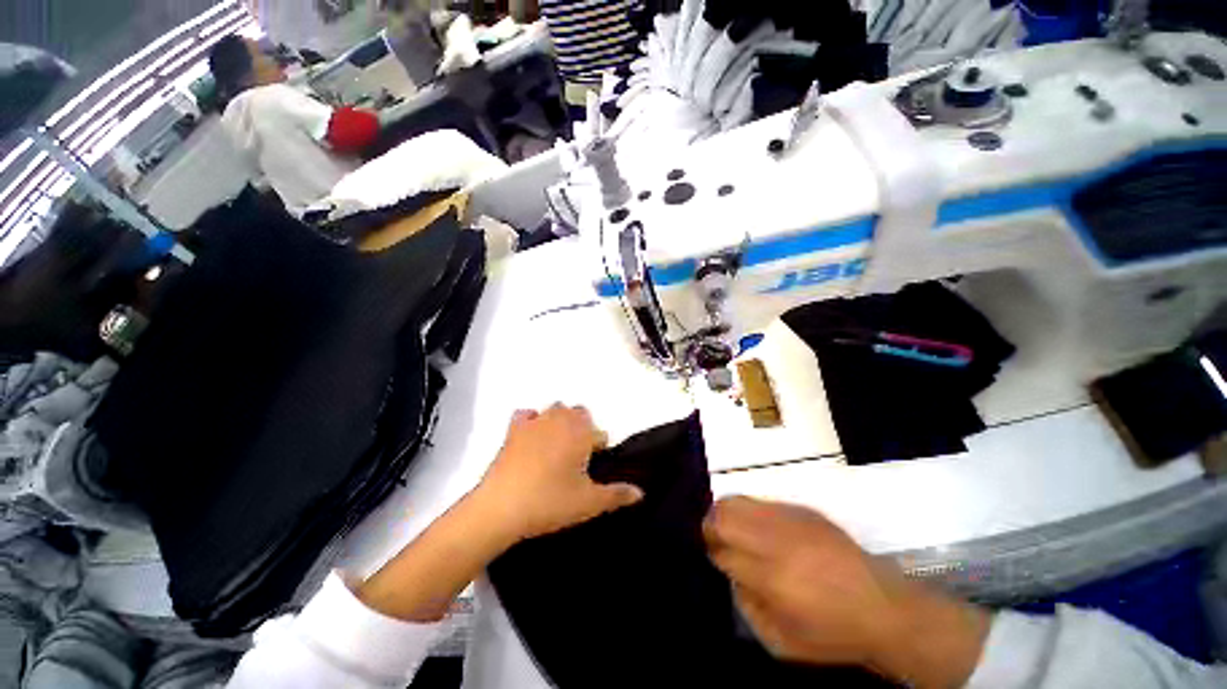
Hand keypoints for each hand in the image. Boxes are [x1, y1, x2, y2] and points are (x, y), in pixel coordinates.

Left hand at [475, 404, 643, 541]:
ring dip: (561, 421)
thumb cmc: (550, 502)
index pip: (600, 433)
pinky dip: (532, 421)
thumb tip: (641, 492)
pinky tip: (531, 436)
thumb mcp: (588, 503)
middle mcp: (561, 420)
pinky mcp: (514, 429)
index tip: (593, 466)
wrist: (501, 508)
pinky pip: (526, 415)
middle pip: (579, 414)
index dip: (599, 448)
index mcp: (581, 433)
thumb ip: (617, 495)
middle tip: (577, 457)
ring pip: (555, 410)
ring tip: (557, 447)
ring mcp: (536, 422)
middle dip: (583, 429)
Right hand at [704, 496, 989, 688]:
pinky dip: (750, 510)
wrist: (883, 608)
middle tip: (712, 535)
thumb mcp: (781, 641)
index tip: (711, 553)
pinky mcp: (802, 510)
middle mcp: (776, 541)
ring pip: (739, 501)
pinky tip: (756, 525)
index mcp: (770, 578)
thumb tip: (729, 571)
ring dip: (726, 512)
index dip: (711, 550)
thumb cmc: (831, 633)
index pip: (722, 550)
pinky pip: (762, 501)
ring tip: (728, 525)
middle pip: (724, 516)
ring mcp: (790, 520)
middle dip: (710, 524)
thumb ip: (746, 605)